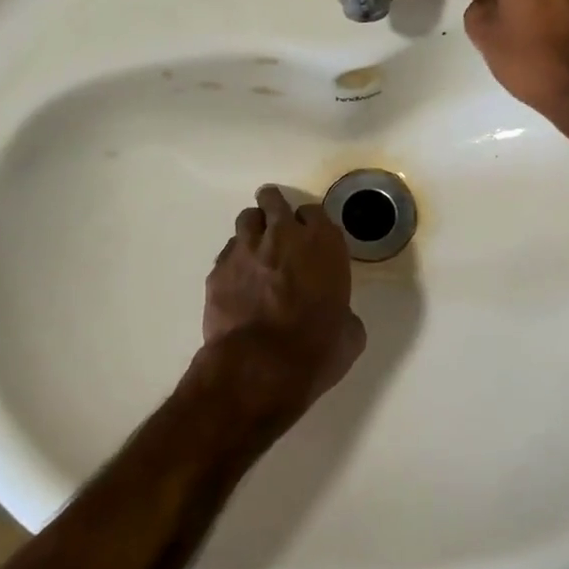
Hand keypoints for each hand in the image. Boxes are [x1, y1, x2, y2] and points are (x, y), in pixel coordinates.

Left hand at [203, 186, 366, 414]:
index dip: (311, 223)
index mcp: (323, 244)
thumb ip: (343, 311)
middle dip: (275, 207)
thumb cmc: (316, 349)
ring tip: (255, 247)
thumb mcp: (349, 333)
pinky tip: (238, 280)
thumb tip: (338, 316)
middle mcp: (283, 236)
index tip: (309, 236)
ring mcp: (246, 249)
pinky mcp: (218, 269)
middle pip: (274, 201)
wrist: (260, 367)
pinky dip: (234, 260)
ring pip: (247, 219)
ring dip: (253, 228)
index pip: (315, 212)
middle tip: (276, 222)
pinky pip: (227, 252)